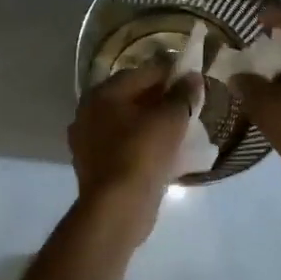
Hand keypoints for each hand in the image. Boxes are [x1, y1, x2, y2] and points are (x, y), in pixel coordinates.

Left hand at [68, 64, 201, 232]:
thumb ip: (183, 94)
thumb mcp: (171, 119)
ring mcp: (87, 141)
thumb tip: (192, 77)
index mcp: (103, 93)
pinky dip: (140, 145)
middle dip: (159, 99)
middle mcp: (88, 112)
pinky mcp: (92, 165)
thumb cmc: (142, 154)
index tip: (193, 82)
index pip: (143, 73)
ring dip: (150, 123)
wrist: (117, 207)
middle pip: (131, 97)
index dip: (170, 74)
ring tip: (178, 130)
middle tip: (187, 106)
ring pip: (126, 123)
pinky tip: (161, 153)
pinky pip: (122, 146)